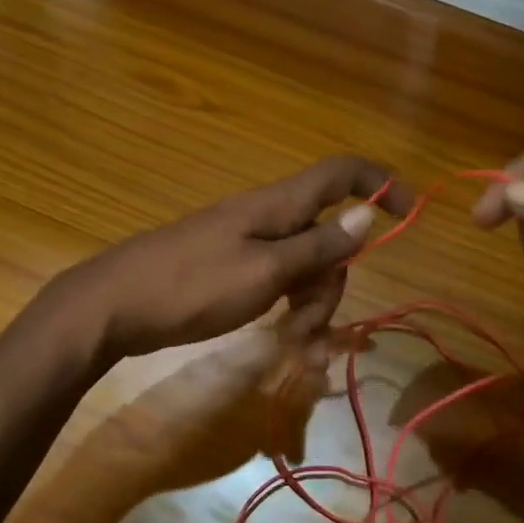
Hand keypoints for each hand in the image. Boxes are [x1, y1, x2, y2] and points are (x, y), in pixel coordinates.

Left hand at [52, 155, 412, 363]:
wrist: (113, 306)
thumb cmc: (191, 286)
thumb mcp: (264, 271)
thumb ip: (318, 244)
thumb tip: (368, 213)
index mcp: (278, 205)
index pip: (341, 173)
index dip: (381, 183)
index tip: (410, 214)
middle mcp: (267, 218)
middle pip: (327, 236)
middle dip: (333, 282)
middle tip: (311, 329)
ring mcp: (247, 244)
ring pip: (303, 266)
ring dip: (310, 306)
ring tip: (295, 349)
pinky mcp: (230, 269)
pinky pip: (277, 282)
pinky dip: (287, 309)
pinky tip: (284, 342)